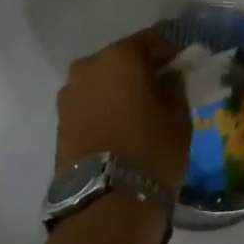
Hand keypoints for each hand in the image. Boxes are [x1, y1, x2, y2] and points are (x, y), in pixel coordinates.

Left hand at [55, 29, 191, 201]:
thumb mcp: (178, 118)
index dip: (170, 52)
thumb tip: (167, 76)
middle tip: (162, 90)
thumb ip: (173, 87)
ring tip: (140, 113)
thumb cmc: (151, 151)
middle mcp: (88, 66)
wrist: (106, 202)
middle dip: (141, 71)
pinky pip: (89, 103)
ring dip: (119, 90)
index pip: (151, 41)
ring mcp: (69, 93)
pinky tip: (120, 126)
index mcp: (120, 57)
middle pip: (121, 59)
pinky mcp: (60, 120)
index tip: (183, 67)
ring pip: (102, 81)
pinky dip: (104, 107)